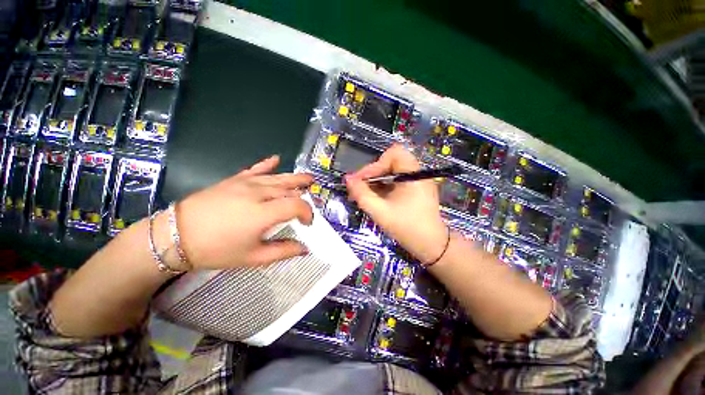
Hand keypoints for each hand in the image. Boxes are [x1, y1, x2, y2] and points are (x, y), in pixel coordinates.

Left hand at [176, 155, 313, 269]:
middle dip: (304, 192)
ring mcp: (246, 183)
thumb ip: (283, 251)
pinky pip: (255, 169)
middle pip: (289, 188)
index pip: (297, 205)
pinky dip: (268, 164)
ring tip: (308, 178)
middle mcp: (259, 193)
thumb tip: (304, 248)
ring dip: (295, 177)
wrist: (176, 236)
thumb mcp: (253, 257)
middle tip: (313, 195)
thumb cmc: (217, 250)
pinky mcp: (234, 180)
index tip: (307, 223)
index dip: (307, 213)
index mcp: (264, 213)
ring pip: (278, 178)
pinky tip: (276, 159)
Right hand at [346, 144, 446, 263]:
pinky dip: (383, 187)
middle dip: (373, 173)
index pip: (392, 154)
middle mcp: (417, 173)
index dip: (374, 165)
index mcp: (413, 174)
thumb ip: (362, 194)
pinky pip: (396, 181)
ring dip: (376, 181)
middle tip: (359, 188)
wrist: (431, 245)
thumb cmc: (407, 228)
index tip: (361, 180)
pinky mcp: (415, 190)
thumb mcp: (380, 211)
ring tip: (363, 195)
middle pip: (390, 162)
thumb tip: (348, 179)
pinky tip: (374, 198)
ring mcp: (417, 181)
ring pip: (392, 172)